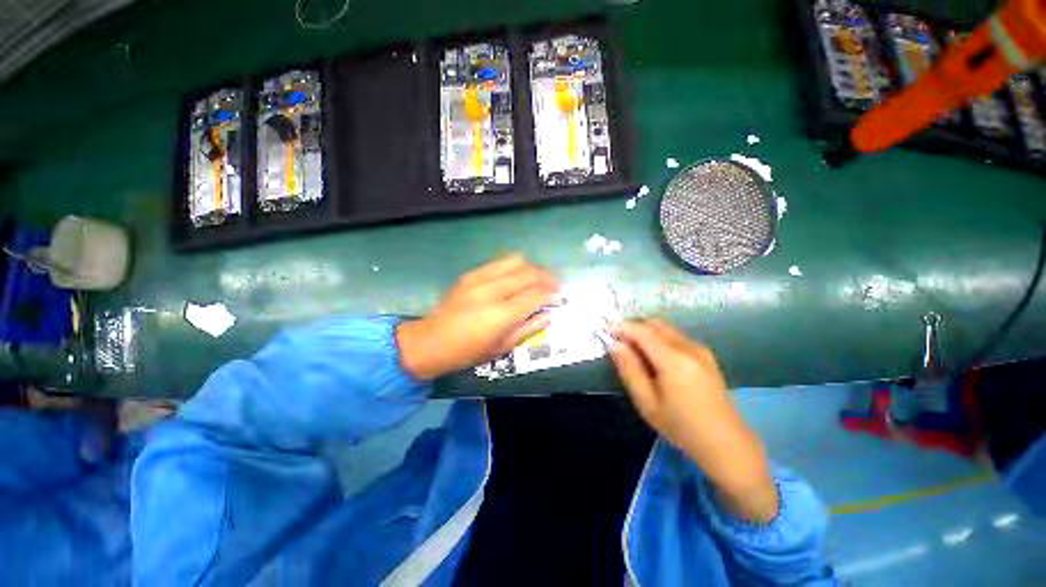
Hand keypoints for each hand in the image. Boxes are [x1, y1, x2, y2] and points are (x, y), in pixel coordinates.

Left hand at [396, 255, 557, 380]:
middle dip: (547, 276)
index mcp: (502, 314)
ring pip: (516, 261)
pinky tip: (517, 275)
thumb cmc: (468, 352)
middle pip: (529, 273)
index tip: (558, 295)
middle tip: (554, 284)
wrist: (431, 341)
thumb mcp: (502, 347)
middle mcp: (493, 291)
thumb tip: (550, 315)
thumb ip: (529, 328)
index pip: (536, 294)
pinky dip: (514, 266)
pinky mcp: (471, 274)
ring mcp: (480, 278)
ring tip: (537, 277)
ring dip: (532, 267)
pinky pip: (499, 262)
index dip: (551, 293)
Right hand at [610, 320, 778, 522]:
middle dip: (633, 326)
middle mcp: (688, 347)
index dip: (622, 327)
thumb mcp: (647, 402)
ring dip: (645, 331)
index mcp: (674, 360)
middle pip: (655, 324)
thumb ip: (629, 369)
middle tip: (616, 339)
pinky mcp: (704, 354)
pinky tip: (652, 355)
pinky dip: (658, 337)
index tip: (605, 328)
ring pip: (665, 328)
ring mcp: (699, 349)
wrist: (725, 442)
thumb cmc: (681, 427)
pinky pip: (675, 336)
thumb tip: (615, 345)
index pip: (642, 332)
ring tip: (631, 348)